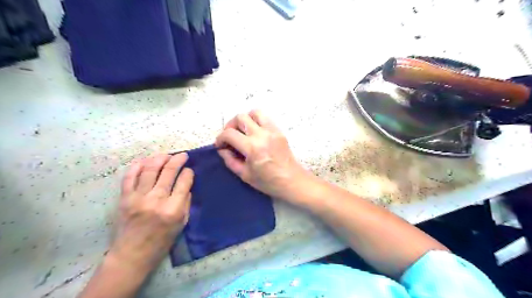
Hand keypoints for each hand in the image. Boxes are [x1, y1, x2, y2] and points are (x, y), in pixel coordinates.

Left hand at [108, 153, 192, 273]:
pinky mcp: (124, 198)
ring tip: (166, 155)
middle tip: (182, 155)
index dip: (189, 173)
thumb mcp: (182, 224)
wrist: (132, 254)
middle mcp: (156, 200)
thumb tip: (187, 186)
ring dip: (159, 158)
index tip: (190, 170)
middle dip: (177, 160)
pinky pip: (129, 177)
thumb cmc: (161, 241)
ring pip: (149, 170)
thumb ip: (186, 203)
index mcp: (173, 209)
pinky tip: (144, 160)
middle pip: (168, 172)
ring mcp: (138, 198)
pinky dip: (137, 166)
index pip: (184, 182)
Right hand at [214, 110, 305, 198]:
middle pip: (240, 117)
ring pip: (254, 112)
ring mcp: (272, 131)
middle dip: (230, 125)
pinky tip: (255, 133)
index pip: (230, 134)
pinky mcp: (279, 131)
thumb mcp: (245, 175)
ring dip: (245, 119)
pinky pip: (265, 118)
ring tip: (242, 131)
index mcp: (252, 147)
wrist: (292, 180)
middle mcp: (262, 135)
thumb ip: (230, 160)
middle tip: (230, 136)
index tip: (220, 145)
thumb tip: (222, 149)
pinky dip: (256, 121)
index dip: (220, 138)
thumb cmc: (268, 182)